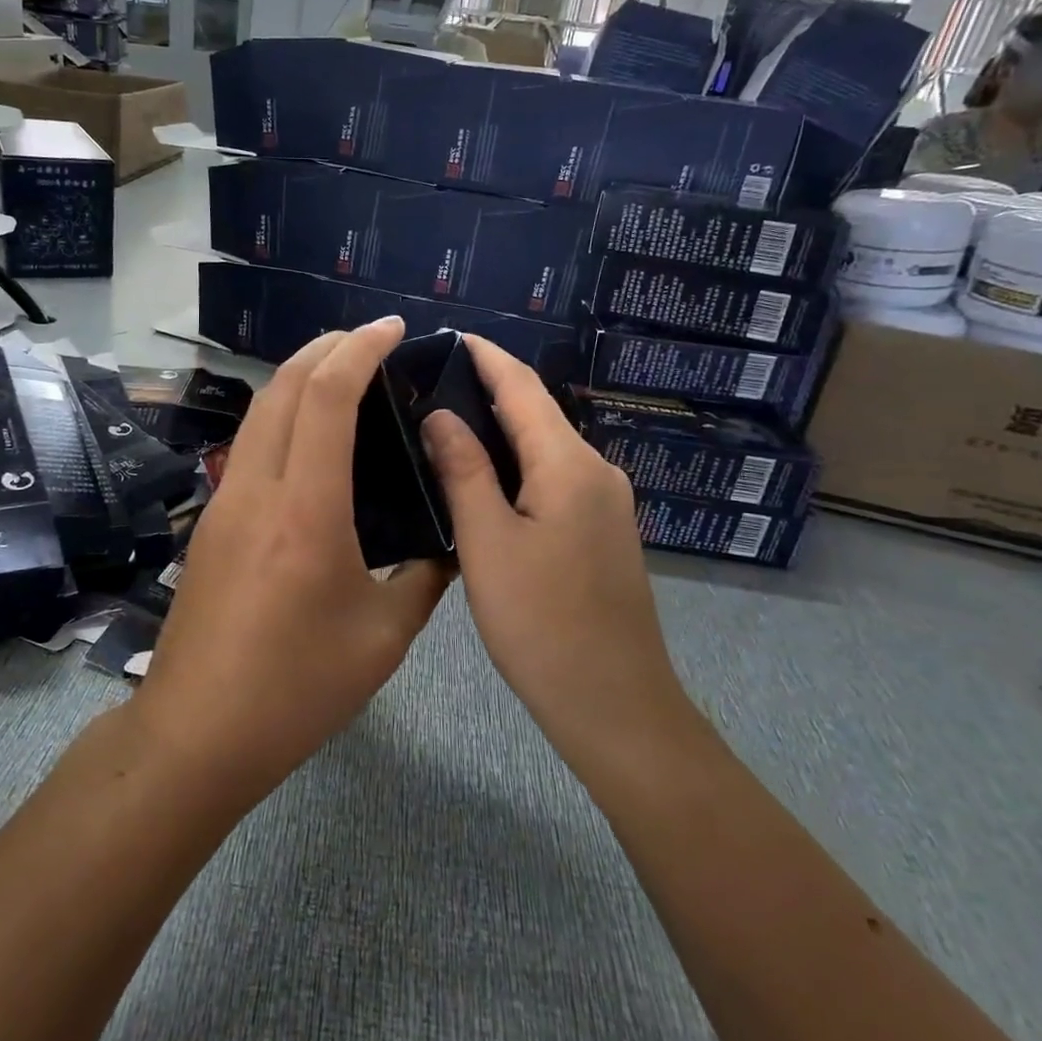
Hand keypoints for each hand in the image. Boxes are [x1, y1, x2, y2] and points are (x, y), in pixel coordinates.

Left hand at [133, 319, 449, 800]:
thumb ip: (424, 580)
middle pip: (283, 387)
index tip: (392, 328)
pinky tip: (311, 437)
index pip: (327, 398)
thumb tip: (449, 542)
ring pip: (259, 412)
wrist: (196, 732)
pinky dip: (283, 415)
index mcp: (305, 511)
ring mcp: (224, 503)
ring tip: (344, 372)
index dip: (359, 349)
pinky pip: (250, 445)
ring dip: (299, 377)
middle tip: (371, 339)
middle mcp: (256, 490)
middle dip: (326, 347)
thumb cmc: (296, 690)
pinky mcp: (211, 522)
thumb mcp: (383, 639)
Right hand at [420, 338, 688, 754]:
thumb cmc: (541, 623)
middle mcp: (596, 471)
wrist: (614, 704)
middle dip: (486, 390)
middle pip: (536, 414)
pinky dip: (515, 465)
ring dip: (498, 430)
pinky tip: (481, 477)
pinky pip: (553, 478)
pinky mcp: (601, 532)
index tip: (447, 335)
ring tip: (443, 423)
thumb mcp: (487, 543)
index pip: (523, 387)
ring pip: (544, 448)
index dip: (485, 357)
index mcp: (569, 465)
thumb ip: (463, 470)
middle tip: (428, 383)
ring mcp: (605, 503)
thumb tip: (439, 414)